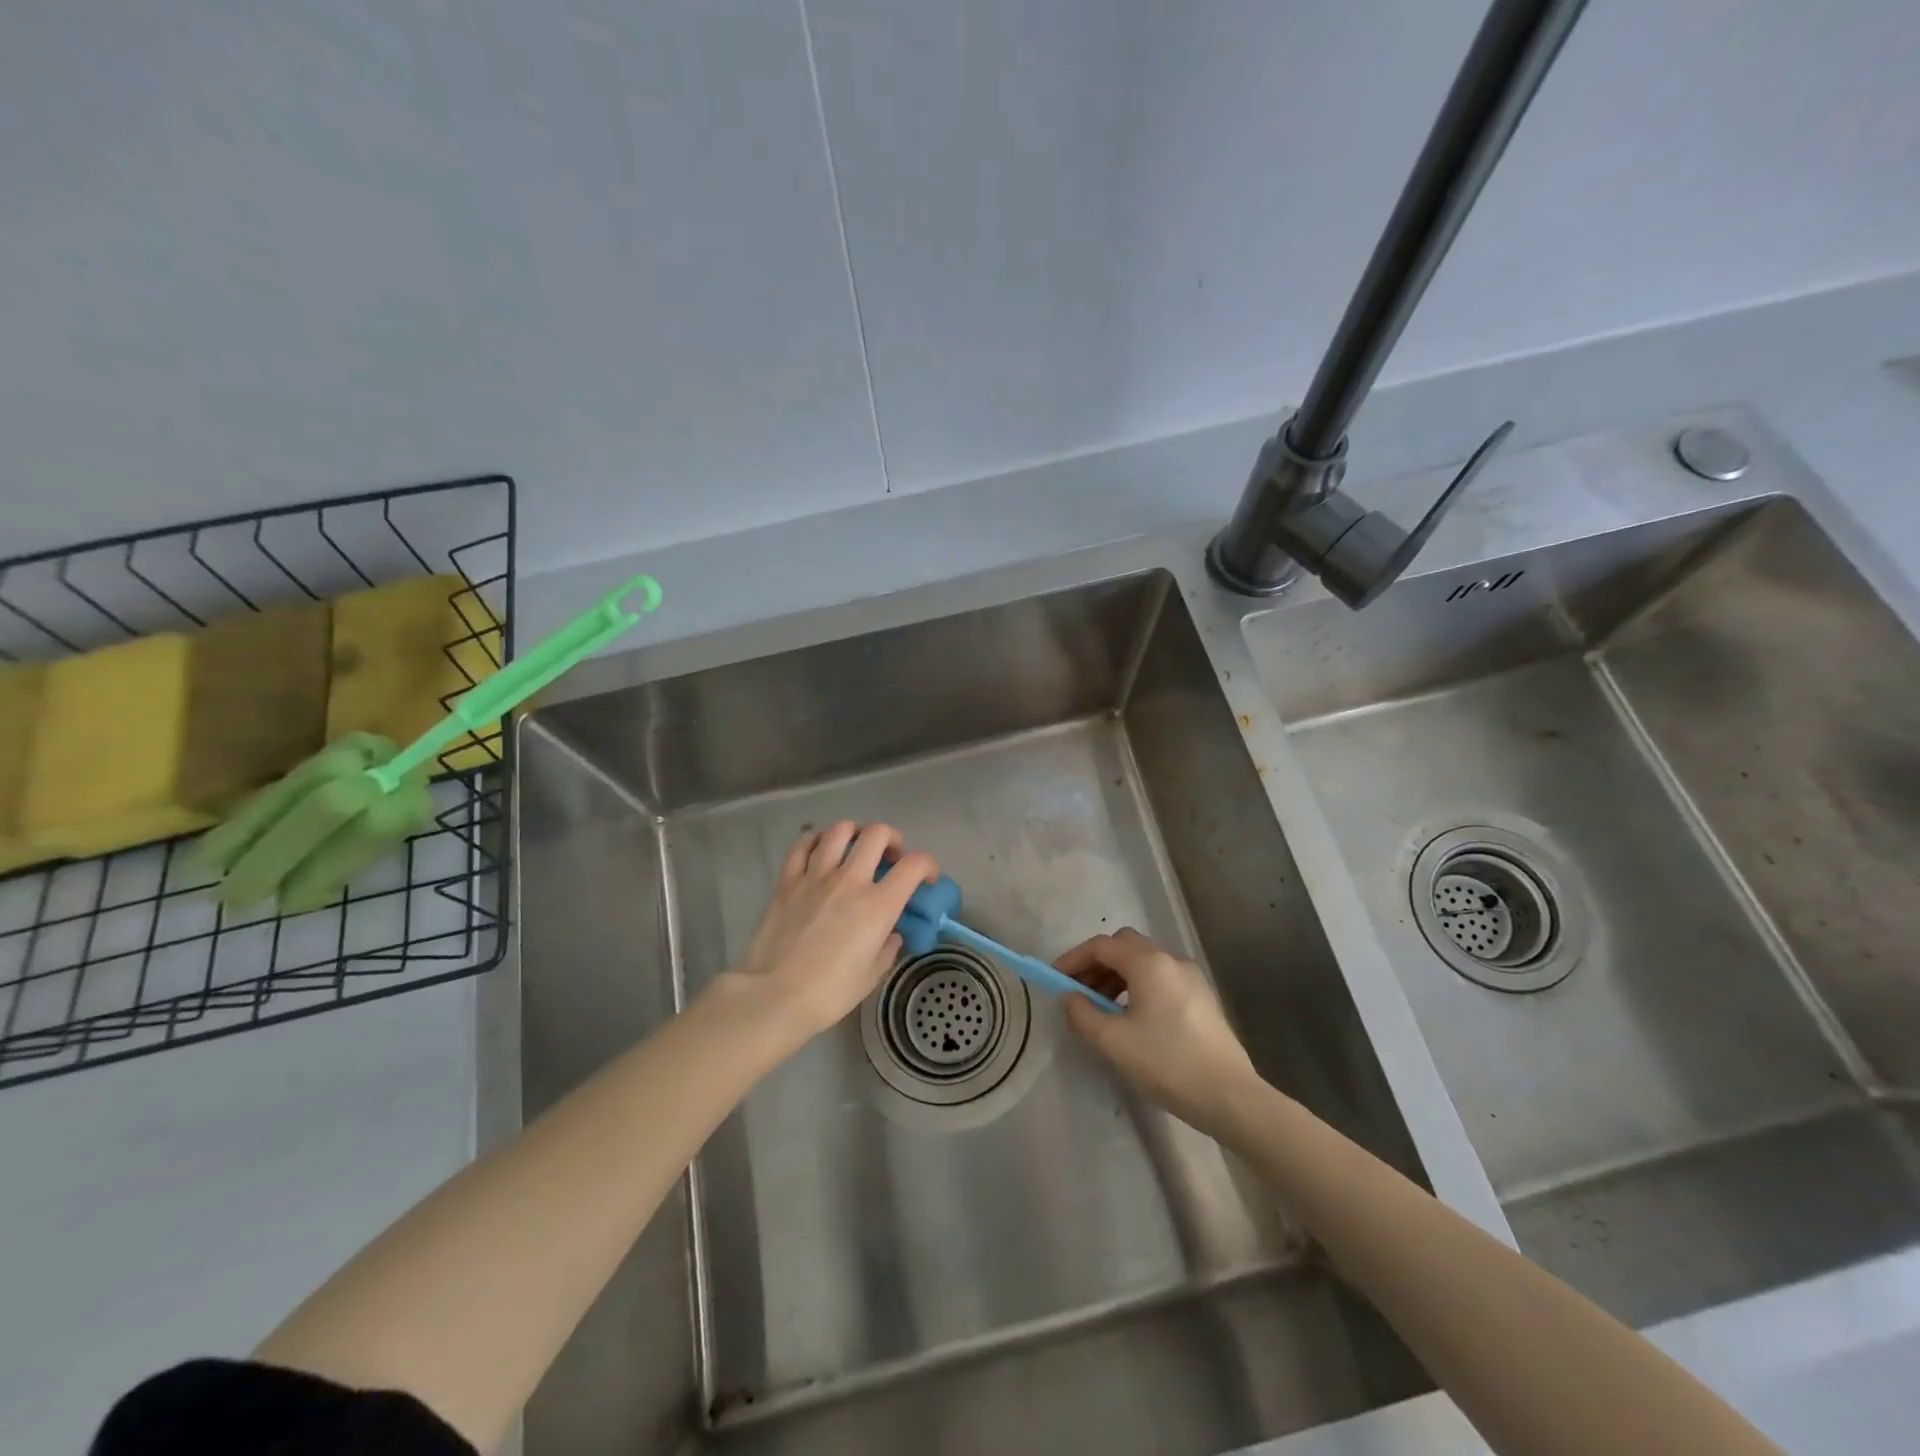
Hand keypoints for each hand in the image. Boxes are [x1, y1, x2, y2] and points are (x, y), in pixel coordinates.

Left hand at [719, 821, 937, 1038]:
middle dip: (892, 839)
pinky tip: (820, 848)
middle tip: (890, 857)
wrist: (774, 996)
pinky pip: (802, 844)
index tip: (925, 878)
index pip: (914, 864)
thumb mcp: (872, 975)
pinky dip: (816, 839)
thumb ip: (887, 947)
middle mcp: (850, 880)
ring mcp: (816, 876)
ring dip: (855, 833)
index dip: (928, 864)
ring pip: (840, 830)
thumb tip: (891, 934)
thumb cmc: (829, 993)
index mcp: (878, 905)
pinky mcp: (787, 880)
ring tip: (855, 846)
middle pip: (878, 834)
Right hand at [1057, 928, 1258, 1132]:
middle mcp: (1171, 960)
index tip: (1055, 980)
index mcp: (1149, 963)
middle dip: (1096, 964)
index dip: (1073, 959)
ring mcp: (1191, 978)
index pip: (1101, 946)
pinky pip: (1160, 979)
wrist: (1230, 1096)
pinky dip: (1137, 987)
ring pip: (1144, 963)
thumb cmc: (1167, 1063)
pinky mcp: (1202, 998)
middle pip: (1124, 947)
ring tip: (1102, 1010)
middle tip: (1078, 993)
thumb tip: (1070, 997)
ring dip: (1116, 976)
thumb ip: (1083, 1014)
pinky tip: (1132, 1018)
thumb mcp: (1113, 1042)